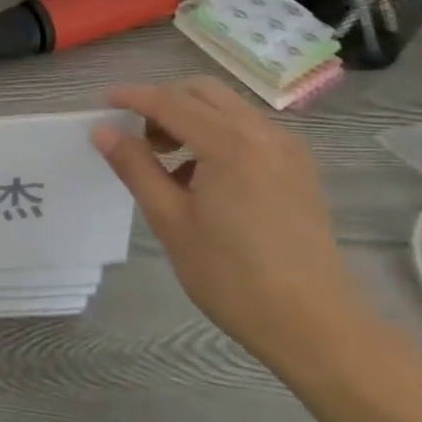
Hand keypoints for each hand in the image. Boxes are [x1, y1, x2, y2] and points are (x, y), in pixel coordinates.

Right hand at [92, 77, 377, 372]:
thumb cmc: (235, 278)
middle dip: (164, 101)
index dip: (132, 97)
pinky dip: (218, 133)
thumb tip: (103, 131)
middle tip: (139, 137)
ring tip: (170, 161)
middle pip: (202, 92)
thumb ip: (135, 167)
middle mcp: (262, 134)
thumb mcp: (171, 222)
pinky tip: (206, 177)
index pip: (169, 101)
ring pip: (227, 107)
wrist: (318, 330)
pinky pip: (249, 129)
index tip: (103, 104)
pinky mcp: (300, 169)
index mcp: (230, 144)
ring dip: (191, 117)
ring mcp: (288, 149)